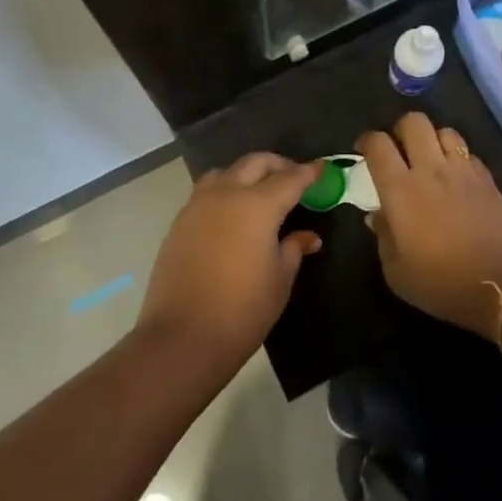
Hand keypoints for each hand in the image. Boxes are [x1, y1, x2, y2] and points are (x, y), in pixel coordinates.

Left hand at [137, 154, 323, 376]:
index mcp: (258, 205)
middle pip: (255, 163)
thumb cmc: (243, 310)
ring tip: (259, 192)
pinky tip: (231, 215)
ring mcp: (198, 205)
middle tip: (293, 178)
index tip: (321, 168)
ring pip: (226, 172)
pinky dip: (224, 192)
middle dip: (277, 165)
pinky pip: (206, 193)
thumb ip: (294, 248)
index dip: (309, 172)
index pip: (290, 178)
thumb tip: (308, 237)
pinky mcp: (180, 221)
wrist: (183, 337)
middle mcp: (227, 194)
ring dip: (246, 174)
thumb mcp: (280, 280)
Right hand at [358, 113, 501, 339]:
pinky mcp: (488, 179)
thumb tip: (377, 214)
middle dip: (401, 130)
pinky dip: (458, 157)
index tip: (363, 150)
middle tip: (399, 150)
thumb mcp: (397, 272)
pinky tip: (457, 177)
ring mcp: (463, 170)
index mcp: (400, 189)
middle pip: (414, 122)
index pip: (378, 144)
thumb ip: (383, 237)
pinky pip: (469, 153)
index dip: (366, 140)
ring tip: (431, 159)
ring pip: (445, 131)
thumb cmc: (443, 283)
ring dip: (433, 140)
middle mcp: (430, 169)